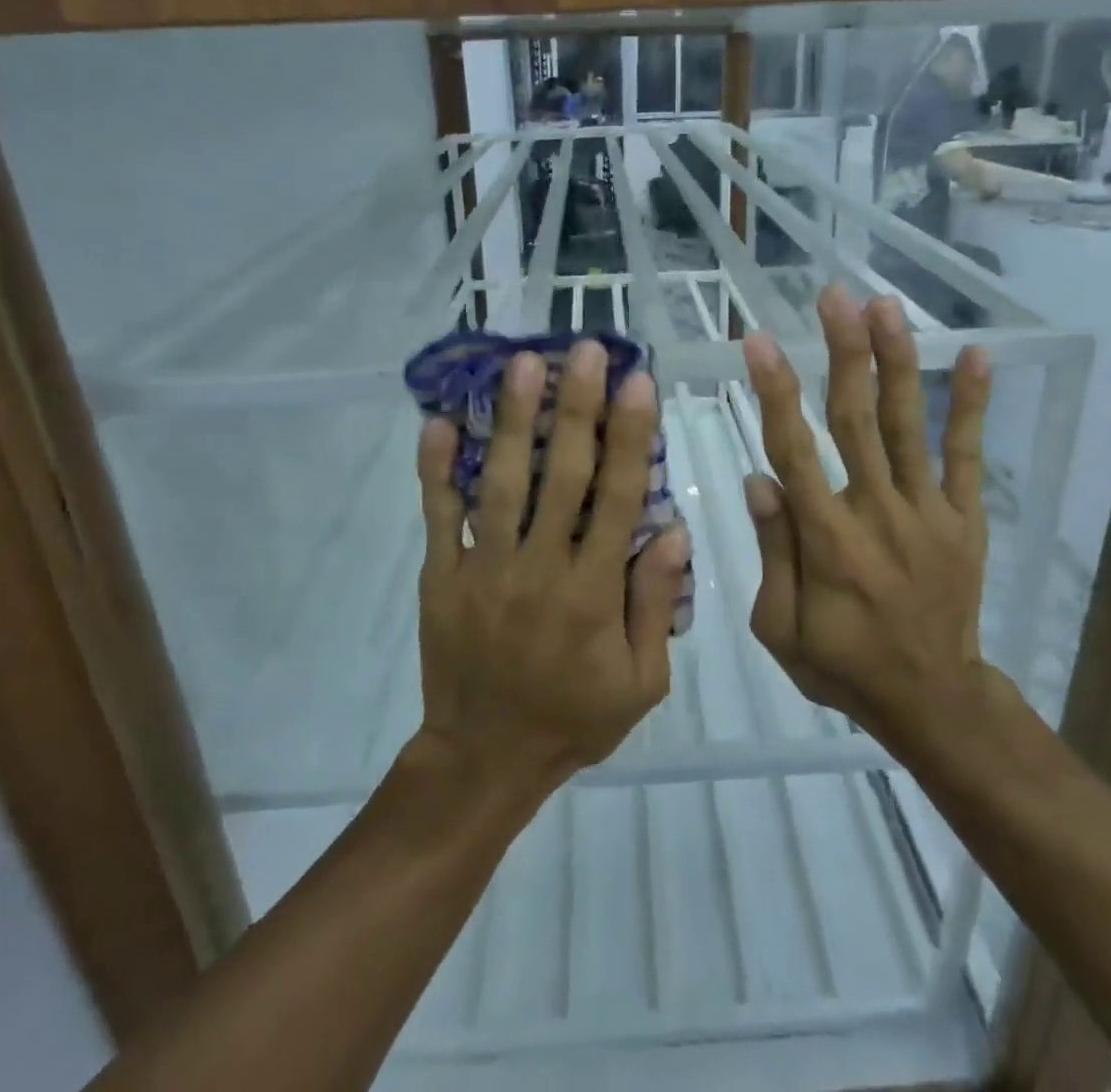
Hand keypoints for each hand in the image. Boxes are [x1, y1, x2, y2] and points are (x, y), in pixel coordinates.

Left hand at [413, 341, 687, 798]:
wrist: (483, 759)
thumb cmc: (573, 718)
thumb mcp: (641, 682)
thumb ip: (656, 605)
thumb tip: (675, 530)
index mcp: (592, 592)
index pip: (616, 498)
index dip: (629, 436)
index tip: (637, 382)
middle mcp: (538, 568)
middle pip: (561, 474)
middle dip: (576, 406)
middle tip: (583, 350)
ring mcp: (483, 568)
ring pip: (500, 482)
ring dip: (511, 419)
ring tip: (520, 363)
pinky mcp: (441, 576)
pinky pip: (437, 516)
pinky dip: (435, 469)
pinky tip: (436, 421)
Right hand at [741, 284, 995, 749]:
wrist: (932, 701)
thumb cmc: (842, 665)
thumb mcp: (781, 628)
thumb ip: (774, 551)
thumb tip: (758, 478)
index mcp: (827, 540)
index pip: (794, 451)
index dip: (776, 392)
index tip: (760, 341)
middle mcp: (877, 513)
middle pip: (856, 420)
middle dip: (843, 352)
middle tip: (834, 296)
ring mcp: (928, 512)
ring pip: (906, 424)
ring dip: (897, 361)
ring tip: (885, 306)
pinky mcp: (964, 518)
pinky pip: (966, 455)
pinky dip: (973, 405)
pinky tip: (978, 355)